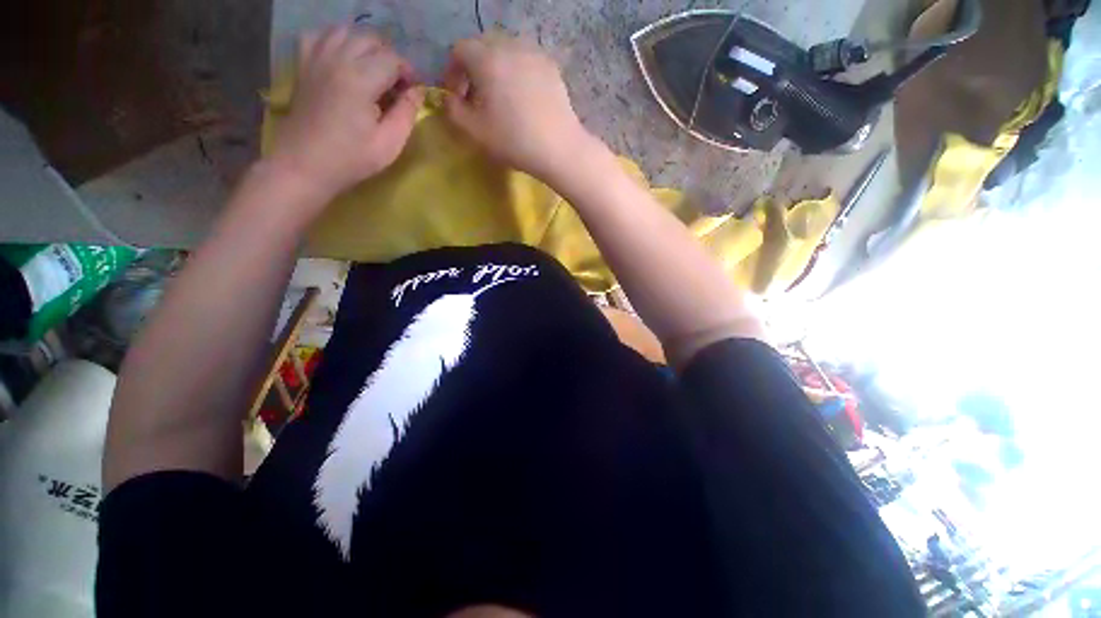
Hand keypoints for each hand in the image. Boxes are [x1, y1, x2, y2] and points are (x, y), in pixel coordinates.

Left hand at [268, 27, 423, 203]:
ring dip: (365, 46)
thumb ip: (406, 114)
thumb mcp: (389, 144)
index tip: (413, 93)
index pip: (392, 58)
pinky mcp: (303, 66)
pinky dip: (335, 41)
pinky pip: (319, 37)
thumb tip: (418, 92)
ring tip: (373, 70)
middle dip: (389, 57)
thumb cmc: (350, 159)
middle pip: (370, 39)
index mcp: (360, 79)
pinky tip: (343, 59)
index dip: (408, 73)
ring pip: (345, 31)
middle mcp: (337, 59)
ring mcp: (316, 59)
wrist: (304, 165)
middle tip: (396, 84)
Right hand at [442, 35, 597, 181]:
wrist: (558, 148)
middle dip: (474, 69)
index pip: (460, 51)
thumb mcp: (475, 131)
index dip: (452, 72)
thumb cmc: (514, 140)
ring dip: (496, 69)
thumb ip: (453, 110)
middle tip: (476, 97)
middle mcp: (510, 46)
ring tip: (500, 97)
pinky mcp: (551, 67)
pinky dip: (517, 72)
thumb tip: (449, 99)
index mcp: (487, 58)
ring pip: (506, 52)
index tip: (456, 96)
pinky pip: (526, 61)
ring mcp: (534, 54)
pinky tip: (522, 97)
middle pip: (483, 47)